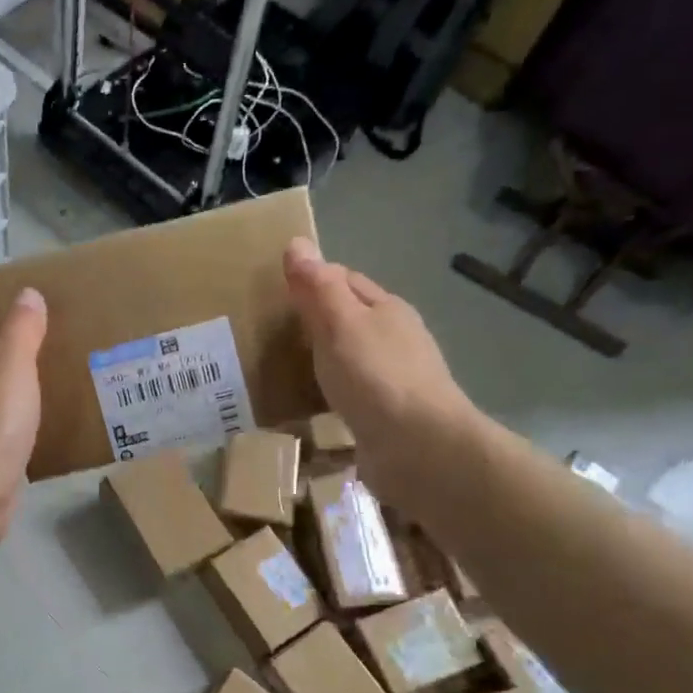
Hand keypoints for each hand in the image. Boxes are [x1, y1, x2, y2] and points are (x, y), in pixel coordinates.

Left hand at [0, 288, 47, 543]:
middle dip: (15, 362)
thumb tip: (27, 293)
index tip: (41, 328)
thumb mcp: (12, 364)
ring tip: (57, 395)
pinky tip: (42, 434)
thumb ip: (22, 328)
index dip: (6, 324)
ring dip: (17, 399)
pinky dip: (15, 430)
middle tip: (57, 361)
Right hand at [282, 238, 479, 508]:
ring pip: (352, 356)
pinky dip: (332, 392)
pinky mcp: (390, 415)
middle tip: (272, 333)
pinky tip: (314, 404)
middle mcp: (396, 338)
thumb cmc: (376, 377)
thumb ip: (318, 287)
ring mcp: (396, 378)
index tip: (276, 293)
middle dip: (316, 320)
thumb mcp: (339, 323)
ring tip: (286, 369)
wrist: (420, 449)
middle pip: (350, 318)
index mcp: (387, 308)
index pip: (344, 279)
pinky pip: (353, 393)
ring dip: (324, 359)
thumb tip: (297, 243)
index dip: (312, 279)